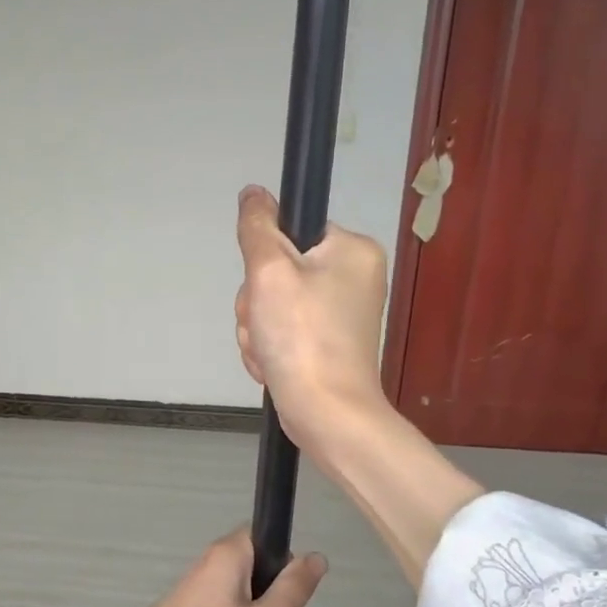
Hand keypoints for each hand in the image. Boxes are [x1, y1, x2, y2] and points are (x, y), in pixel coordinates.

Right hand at [234, 185, 391, 456]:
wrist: (326, 413)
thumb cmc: (303, 338)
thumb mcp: (270, 272)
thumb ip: (257, 227)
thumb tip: (253, 193)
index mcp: (352, 250)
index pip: (291, 232)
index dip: (265, 260)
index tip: (266, 288)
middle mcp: (353, 277)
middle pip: (278, 272)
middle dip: (258, 304)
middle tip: (266, 326)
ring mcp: (341, 314)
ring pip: (274, 305)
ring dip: (259, 330)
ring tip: (270, 352)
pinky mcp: (327, 344)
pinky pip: (283, 332)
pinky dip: (271, 348)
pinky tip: (273, 365)